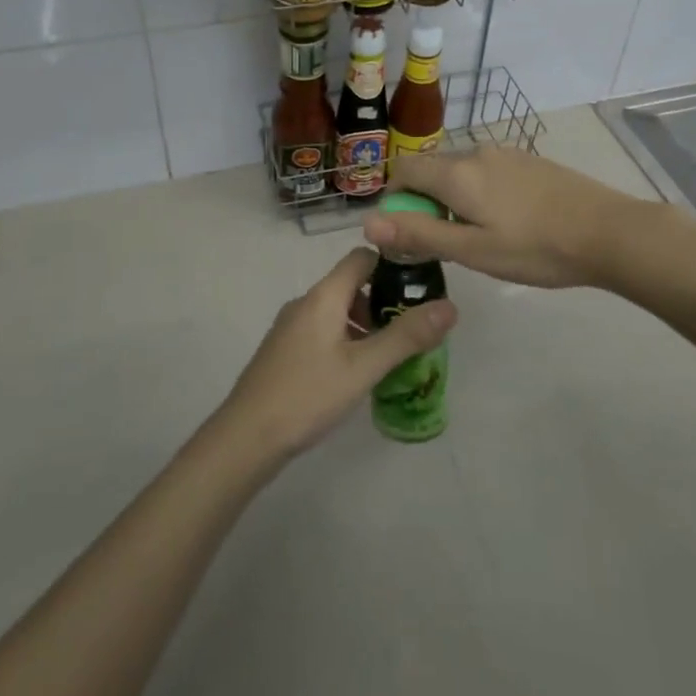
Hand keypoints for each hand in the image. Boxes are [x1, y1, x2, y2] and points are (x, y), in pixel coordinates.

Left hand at [214, 248, 455, 462]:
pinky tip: (357, 372)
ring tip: (390, 355)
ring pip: (337, 310)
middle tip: (411, 330)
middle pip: (350, 284)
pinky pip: (323, 330)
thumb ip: (406, 337)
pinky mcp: (284, 350)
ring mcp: (290, 326)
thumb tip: (450, 306)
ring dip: (365, 324)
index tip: (420, 285)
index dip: (392, 264)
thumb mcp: (364, 368)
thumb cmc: (308, 395)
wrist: (246, 437)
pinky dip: (346, 339)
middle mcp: (305, 302)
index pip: (361, 258)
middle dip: (383, 301)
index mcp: (323, 296)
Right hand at [362, 143, 639, 288]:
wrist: (609, 231)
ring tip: (480, 236)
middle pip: (432, 168)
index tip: (408, 230)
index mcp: (456, 173)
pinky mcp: (530, 161)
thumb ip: (418, 234)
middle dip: (425, 200)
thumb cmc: (535, 248)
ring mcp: (506, 154)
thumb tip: (366, 222)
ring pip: (461, 170)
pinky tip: (509, 222)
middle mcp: (476, 152)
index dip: (395, 197)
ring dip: (454, 197)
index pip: (404, 168)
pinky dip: (480, 192)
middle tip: (445, 241)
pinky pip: (487, 171)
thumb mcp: (472, 250)